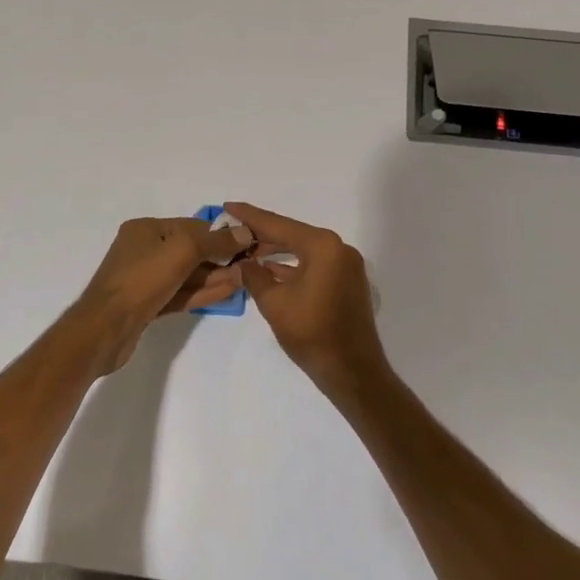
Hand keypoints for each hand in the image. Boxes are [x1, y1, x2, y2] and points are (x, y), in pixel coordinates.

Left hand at [78, 215, 250, 347]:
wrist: (105, 328)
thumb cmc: (142, 279)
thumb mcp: (182, 251)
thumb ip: (215, 241)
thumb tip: (244, 232)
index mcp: (146, 229)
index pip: (191, 226)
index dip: (220, 234)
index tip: (248, 242)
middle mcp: (144, 250)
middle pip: (190, 250)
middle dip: (219, 257)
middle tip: (250, 264)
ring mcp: (145, 279)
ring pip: (187, 275)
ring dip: (215, 276)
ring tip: (245, 279)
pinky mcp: (149, 305)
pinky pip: (181, 293)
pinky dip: (203, 292)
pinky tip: (228, 292)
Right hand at [220, 202, 388, 399]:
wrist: (352, 372)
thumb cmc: (312, 333)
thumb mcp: (274, 303)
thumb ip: (254, 276)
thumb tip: (241, 263)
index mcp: (322, 246)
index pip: (278, 225)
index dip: (250, 217)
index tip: (228, 207)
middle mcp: (338, 248)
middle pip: (292, 234)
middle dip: (262, 234)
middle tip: (232, 230)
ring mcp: (345, 266)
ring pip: (303, 250)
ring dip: (276, 251)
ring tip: (245, 249)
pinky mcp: (346, 282)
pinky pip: (314, 264)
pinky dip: (292, 265)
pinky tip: (269, 269)